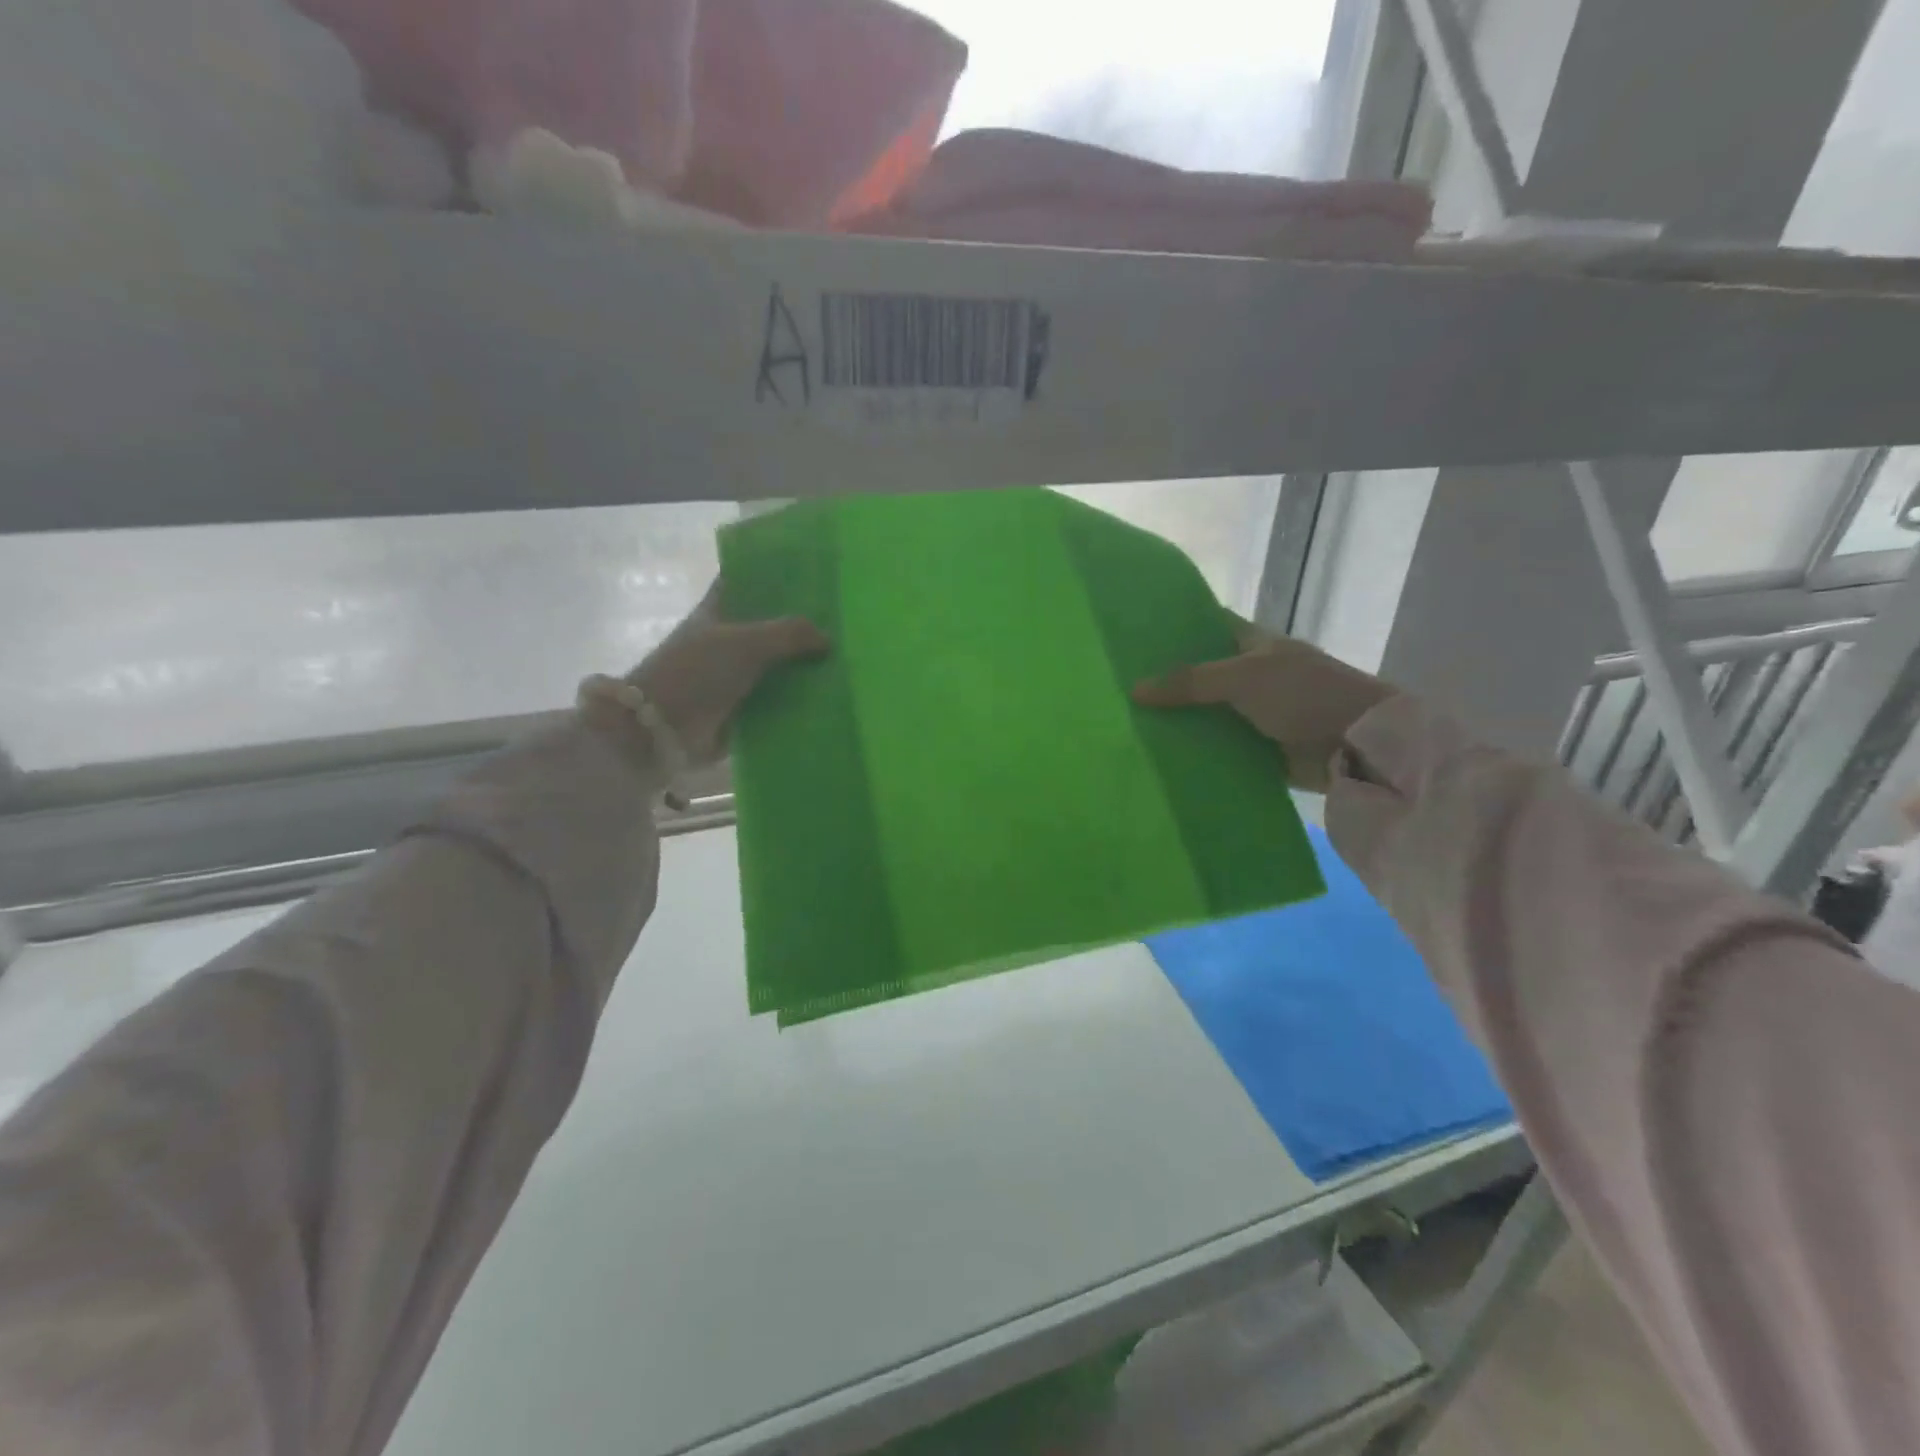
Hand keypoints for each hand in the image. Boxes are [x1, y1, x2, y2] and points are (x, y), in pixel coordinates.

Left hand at [620, 582, 827, 767]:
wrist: (660, 727)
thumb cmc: (696, 671)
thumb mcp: (746, 642)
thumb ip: (790, 634)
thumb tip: (828, 639)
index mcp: (718, 610)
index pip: (747, 582)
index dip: (775, 575)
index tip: (812, 574)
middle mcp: (727, 639)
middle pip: (770, 625)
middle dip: (802, 624)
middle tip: (845, 621)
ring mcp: (735, 674)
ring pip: (778, 664)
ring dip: (805, 665)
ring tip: (847, 659)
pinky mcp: (743, 708)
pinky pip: (779, 699)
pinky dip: (800, 699)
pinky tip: (831, 696)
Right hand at [1131, 617, 1393, 793]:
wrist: (1358, 746)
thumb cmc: (1305, 694)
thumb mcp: (1244, 678)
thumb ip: (1190, 682)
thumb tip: (1134, 690)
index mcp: (1253, 645)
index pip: (1206, 627)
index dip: (1172, 629)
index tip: (1132, 638)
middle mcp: (1251, 676)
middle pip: (1199, 676)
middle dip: (1165, 683)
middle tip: (1117, 689)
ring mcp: (1254, 715)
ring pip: (1205, 715)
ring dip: (1177, 722)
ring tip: (1127, 726)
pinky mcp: (1258, 750)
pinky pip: (1218, 749)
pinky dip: (1195, 754)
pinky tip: (1159, 758)